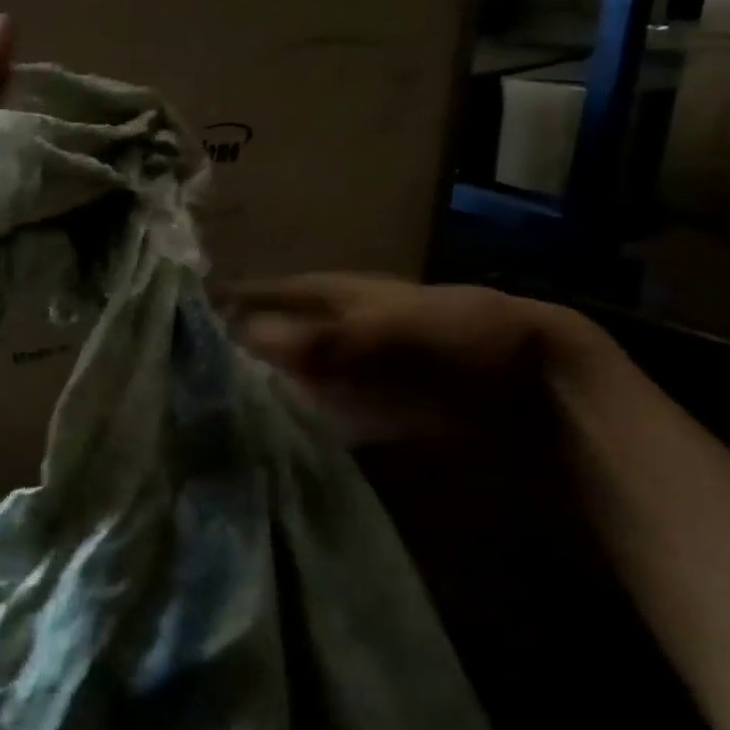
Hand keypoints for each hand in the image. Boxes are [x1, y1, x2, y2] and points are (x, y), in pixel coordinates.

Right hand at [225, 274, 598, 444]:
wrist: (543, 398)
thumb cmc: (469, 340)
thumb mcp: (397, 328)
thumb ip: (327, 338)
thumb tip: (250, 338)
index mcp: (347, 296)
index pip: (278, 292)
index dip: (239, 295)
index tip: (190, 306)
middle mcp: (343, 333)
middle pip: (280, 336)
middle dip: (239, 347)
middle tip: (187, 367)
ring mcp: (357, 377)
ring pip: (295, 378)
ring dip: (261, 389)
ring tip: (210, 404)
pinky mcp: (372, 418)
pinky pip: (319, 416)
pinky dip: (293, 423)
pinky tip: (264, 438)